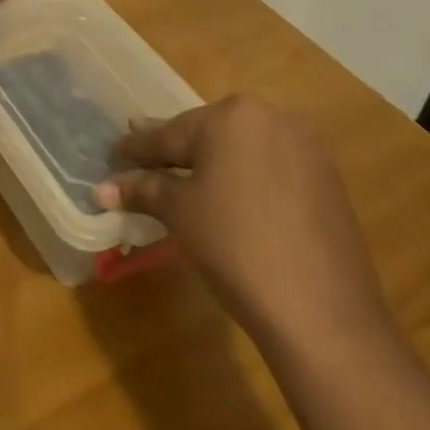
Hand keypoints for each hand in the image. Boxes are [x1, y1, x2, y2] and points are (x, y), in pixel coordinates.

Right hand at [96, 95, 392, 355]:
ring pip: (242, 150)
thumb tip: (101, 189)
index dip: (139, 148)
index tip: (116, 151)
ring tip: (184, 182)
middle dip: (177, 152)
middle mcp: (272, 117)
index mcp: (232, 115)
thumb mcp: (180, 213)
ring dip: (213, 165)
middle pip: (208, 135)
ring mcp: (306, 147)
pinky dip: (246, 179)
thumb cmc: (237, 248)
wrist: (324, 314)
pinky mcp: (328, 180)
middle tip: (145, 161)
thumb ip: (143, 190)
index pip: (171, 133)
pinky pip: (271, 168)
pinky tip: (232, 201)